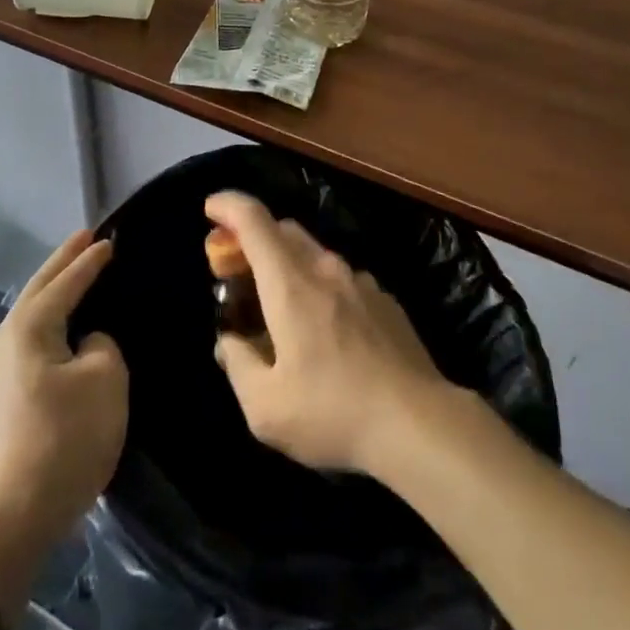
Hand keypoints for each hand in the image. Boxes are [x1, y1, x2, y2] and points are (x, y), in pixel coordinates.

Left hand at [0, 230, 126, 554]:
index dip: (90, 261)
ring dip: (53, 294)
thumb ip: (100, 345)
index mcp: (27, 327)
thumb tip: (85, 344)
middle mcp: (2, 341)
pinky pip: (28, 344)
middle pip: (38, 291)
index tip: (109, 239)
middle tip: (85, 238)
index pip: (66, 283)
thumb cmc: (65, 439)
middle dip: (62, 263)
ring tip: (74, 275)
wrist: (12, 518)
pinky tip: (59, 328)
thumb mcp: (105, 379)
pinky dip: (47, 324)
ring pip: (29, 317)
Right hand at [208, 191, 447, 475]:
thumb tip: (229, 342)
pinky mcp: (385, 300)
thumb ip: (238, 365)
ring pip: (314, 253)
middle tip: (233, 268)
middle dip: (252, 238)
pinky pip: (340, 278)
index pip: (254, 220)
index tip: (210, 208)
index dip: (227, 206)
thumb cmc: (333, 412)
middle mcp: (325, 269)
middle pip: (283, 230)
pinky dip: (318, 285)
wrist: (419, 423)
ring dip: (286, 263)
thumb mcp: (265, 408)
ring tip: (277, 304)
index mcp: (290, 284)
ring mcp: (360, 282)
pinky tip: (322, 327)